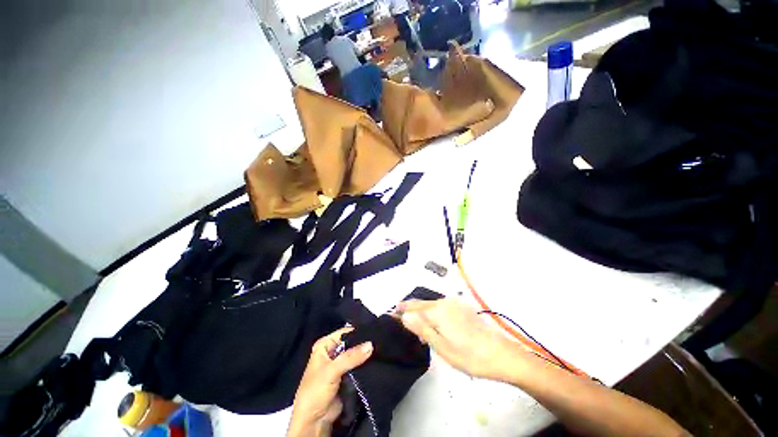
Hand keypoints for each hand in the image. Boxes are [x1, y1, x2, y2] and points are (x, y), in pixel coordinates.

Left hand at [287, 328, 373, 436]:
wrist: (314, 421)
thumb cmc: (316, 391)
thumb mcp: (331, 371)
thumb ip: (351, 357)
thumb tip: (371, 344)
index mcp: (324, 345)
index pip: (344, 333)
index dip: (358, 332)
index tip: (374, 331)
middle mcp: (332, 352)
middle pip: (351, 343)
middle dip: (364, 344)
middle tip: (380, 340)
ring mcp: (340, 364)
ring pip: (356, 355)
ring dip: (366, 355)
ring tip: (381, 349)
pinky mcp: (347, 376)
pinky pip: (359, 366)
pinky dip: (366, 365)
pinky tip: (378, 360)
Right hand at [396, 298, 522, 381]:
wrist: (501, 354)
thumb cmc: (469, 356)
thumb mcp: (442, 347)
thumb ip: (422, 329)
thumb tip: (405, 315)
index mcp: (437, 310)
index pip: (413, 307)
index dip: (401, 310)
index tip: (391, 314)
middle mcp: (444, 302)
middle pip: (421, 303)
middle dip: (410, 309)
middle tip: (400, 318)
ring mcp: (454, 303)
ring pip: (431, 304)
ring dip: (421, 312)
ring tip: (414, 324)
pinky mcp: (462, 307)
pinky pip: (440, 306)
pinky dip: (432, 312)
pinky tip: (433, 323)